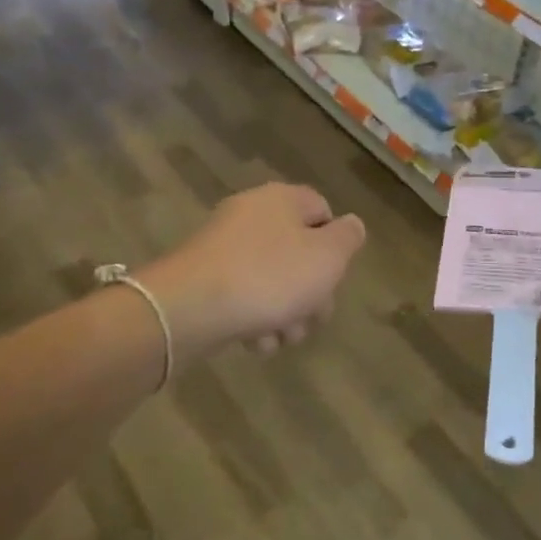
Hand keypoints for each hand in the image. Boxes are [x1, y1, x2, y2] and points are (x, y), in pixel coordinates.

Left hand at [141, 183, 365, 363]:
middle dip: (311, 291)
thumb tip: (351, 225)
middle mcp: (251, 214)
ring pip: (272, 278)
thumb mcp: (327, 257)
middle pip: (298, 250)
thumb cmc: (269, 277)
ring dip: (285, 312)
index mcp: (282, 199)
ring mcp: (223, 246)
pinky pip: (242, 294)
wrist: (189, 308)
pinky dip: (254, 317)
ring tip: (282, 337)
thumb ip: (348, 238)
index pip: (323, 211)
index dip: (335, 246)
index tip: (334, 277)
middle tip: (312, 318)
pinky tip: (256, 341)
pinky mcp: (203, 277)